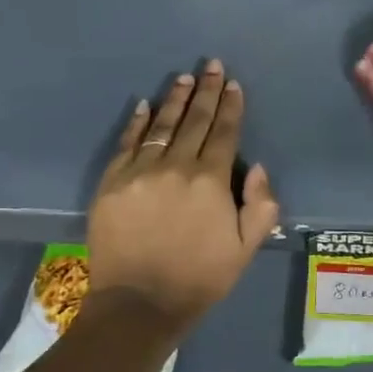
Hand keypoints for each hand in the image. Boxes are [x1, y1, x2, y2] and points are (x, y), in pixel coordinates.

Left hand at [87, 60, 279, 322]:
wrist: (138, 305)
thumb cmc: (200, 278)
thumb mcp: (246, 248)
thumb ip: (261, 205)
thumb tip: (257, 168)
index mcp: (211, 181)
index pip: (224, 133)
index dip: (231, 106)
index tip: (234, 84)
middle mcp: (176, 167)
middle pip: (195, 121)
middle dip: (207, 91)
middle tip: (212, 66)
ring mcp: (140, 173)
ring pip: (161, 126)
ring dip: (175, 100)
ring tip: (185, 78)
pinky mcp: (111, 184)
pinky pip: (126, 144)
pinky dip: (136, 123)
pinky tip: (143, 105)